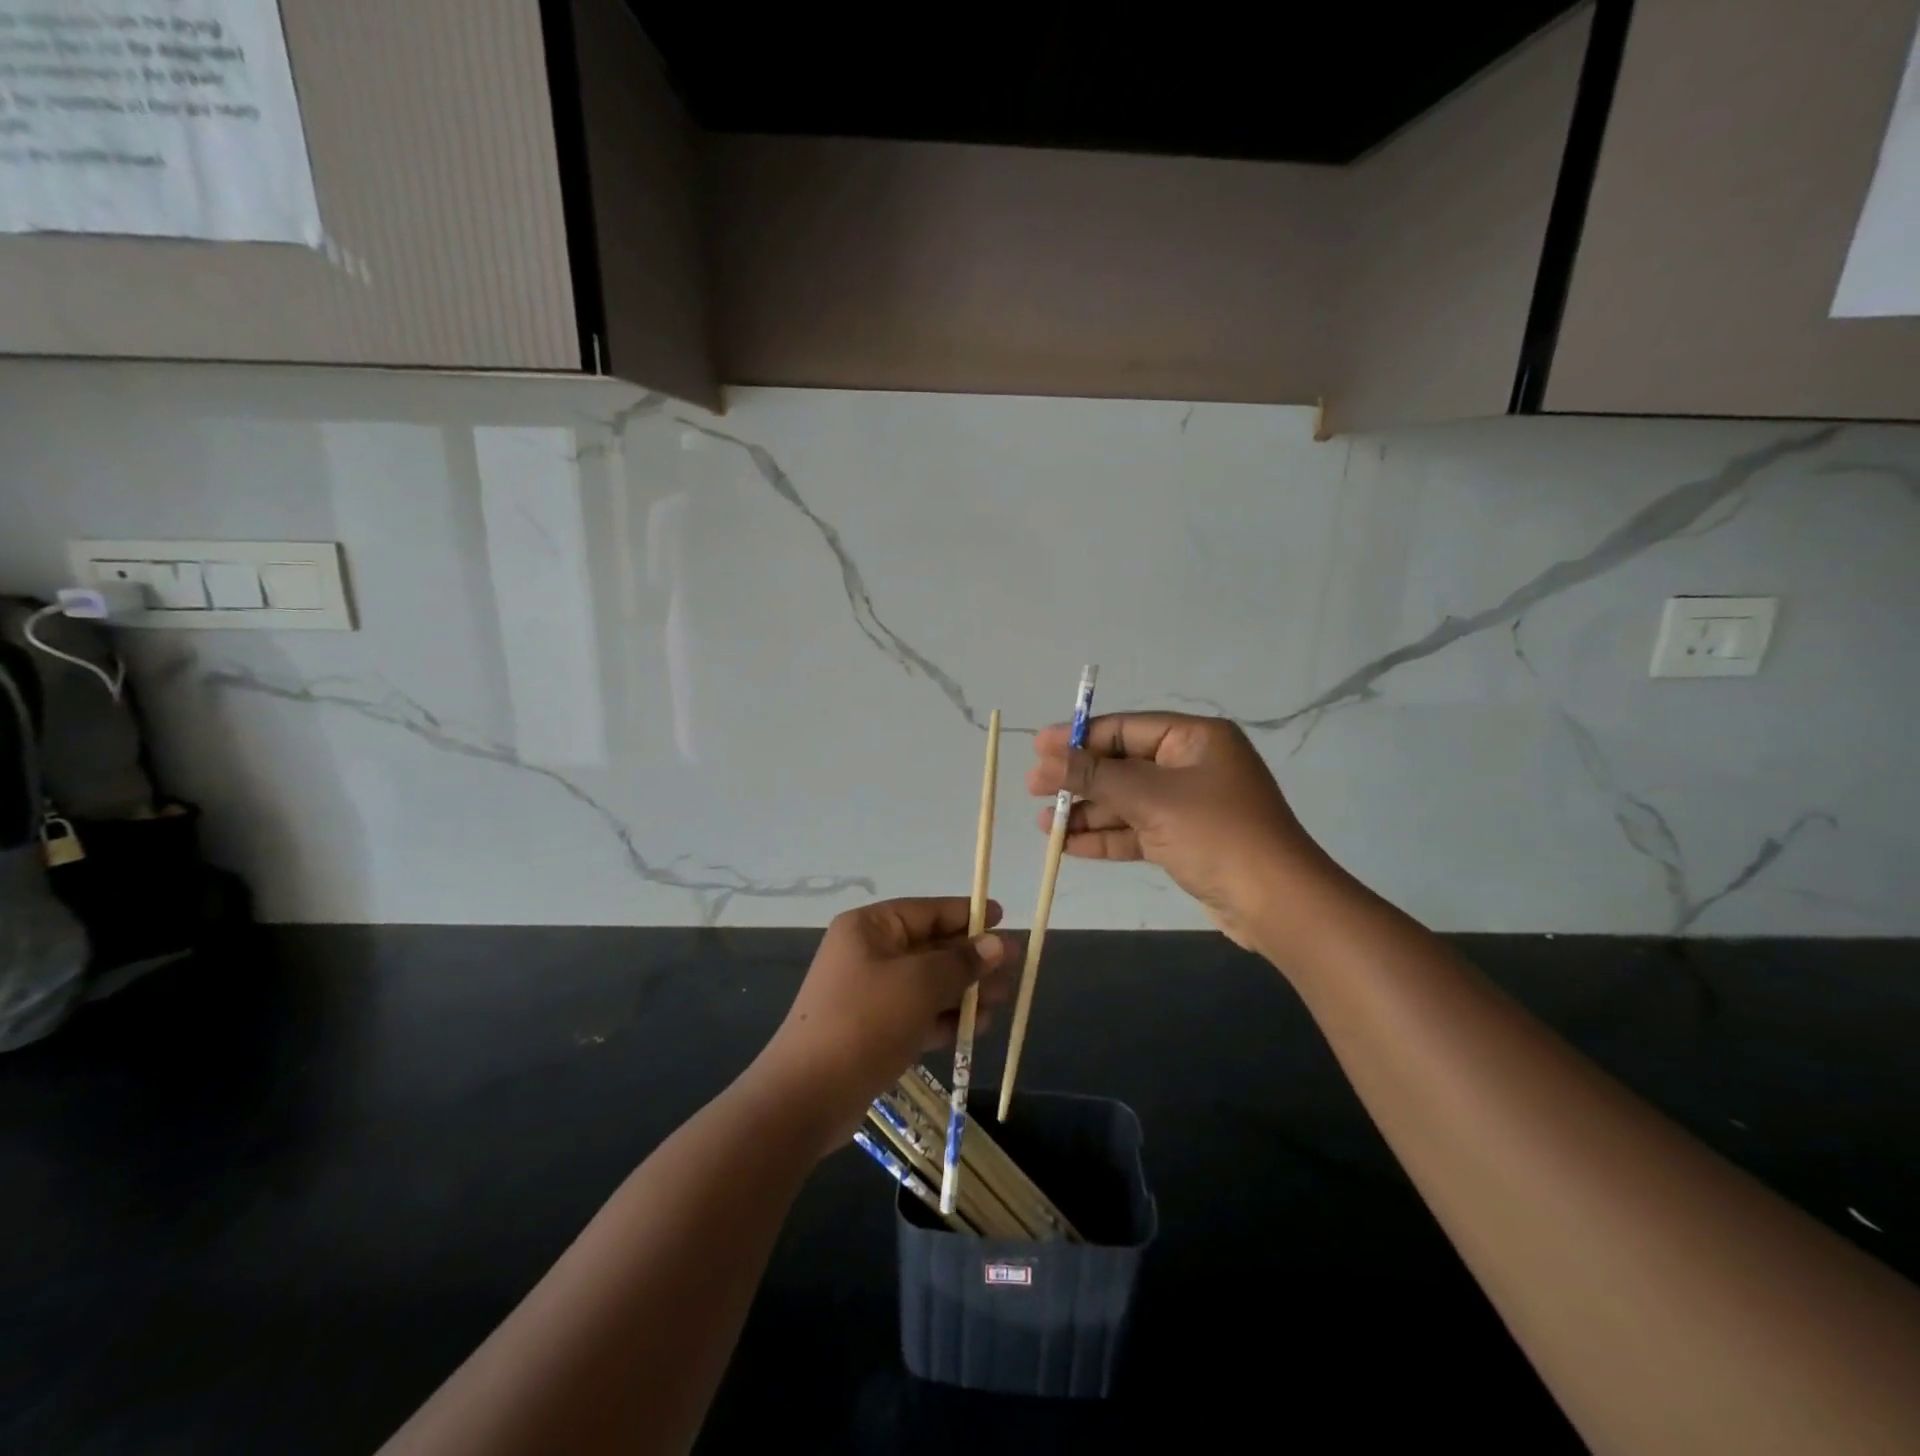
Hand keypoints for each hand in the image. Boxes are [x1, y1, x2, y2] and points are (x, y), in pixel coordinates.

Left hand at [756, 898, 1013, 1147]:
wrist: (807, 1096)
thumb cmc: (865, 1021)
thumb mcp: (919, 984)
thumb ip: (961, 963)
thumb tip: (997, 944)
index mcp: (870, 928)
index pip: (927, 911)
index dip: (966, 914)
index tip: (1001, 918)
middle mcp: (869, 953)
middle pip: (931, 947)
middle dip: (971, 959)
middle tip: (1012, 970)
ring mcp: (870, 993)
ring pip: (928, 983)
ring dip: (964, 992)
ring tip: (1001, 1004)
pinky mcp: (874, 1030)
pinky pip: (918, 1013)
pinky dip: (945, 1018)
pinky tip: (977, 1028)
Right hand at [1028, 712, 1344, 950]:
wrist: (1277, 904)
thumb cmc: (1215, 834)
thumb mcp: (1150, 798)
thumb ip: (1095, 776)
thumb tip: (1044, 759)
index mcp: (1195, 738)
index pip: (1126, 728)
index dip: (1079, 737)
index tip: (1038, 749)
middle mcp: (1192, 765)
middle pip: (1123, 764)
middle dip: (1079, 779)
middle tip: (1033, 789)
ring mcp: (1190, 805)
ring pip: (1127, 801)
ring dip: (1087, 812)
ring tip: (1042, 824)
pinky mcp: (1186, 841)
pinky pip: (1137, 830)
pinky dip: (1106, 837)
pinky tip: (1068, 846)